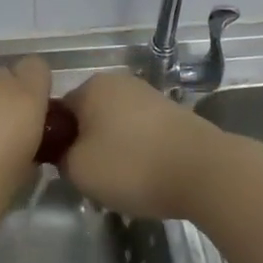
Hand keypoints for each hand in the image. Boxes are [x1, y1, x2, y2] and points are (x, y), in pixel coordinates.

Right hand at [61, 70, 223, 220]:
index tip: (67, 169)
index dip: (58, 142)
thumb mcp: (78, 170)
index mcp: (91, 86)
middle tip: (93, 178)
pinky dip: (139, 151)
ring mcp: (149, 94)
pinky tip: (147, 175)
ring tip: (123, 181)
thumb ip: (60, 157)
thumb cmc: (132, 165)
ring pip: (116, 125)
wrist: (203, 171)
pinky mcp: (172, 112)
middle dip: (87, 145)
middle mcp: (119, 81)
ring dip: (114, 149)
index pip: (59, 112)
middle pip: (89, 116)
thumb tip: (67, 153)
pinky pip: (142, 132)